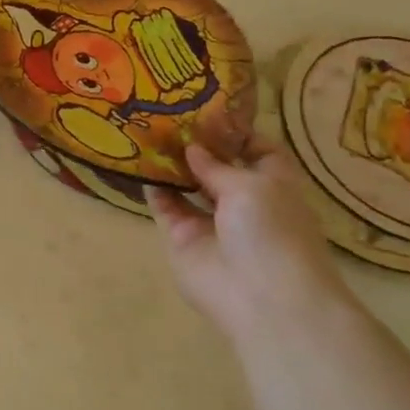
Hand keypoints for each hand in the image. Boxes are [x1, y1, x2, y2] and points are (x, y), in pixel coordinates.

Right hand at [146, 136, 350, 342]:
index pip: (258, 151)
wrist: (261, 297)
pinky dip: (152, 187)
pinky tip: (136, 163)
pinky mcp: (182, 237)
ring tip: (145, 133)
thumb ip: (216, 166)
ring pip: (186, 185)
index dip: (237, 132)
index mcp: (273, 185)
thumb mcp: (251, 187)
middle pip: (217, 167)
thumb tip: (192, 148)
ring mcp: (210, 220)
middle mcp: (242, 201)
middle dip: (196, 145)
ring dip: (170, 163)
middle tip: (166, 116)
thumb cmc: (272, 232)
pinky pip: (164, 206)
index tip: (208, 112)